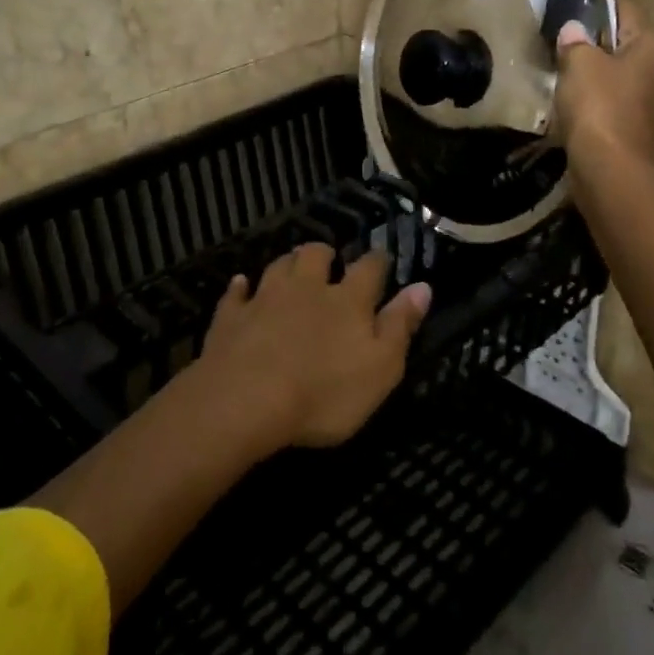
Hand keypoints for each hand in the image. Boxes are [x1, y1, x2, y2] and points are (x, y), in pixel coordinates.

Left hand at [193, 244, 431, 448]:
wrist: (246, 400)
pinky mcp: (230, 317)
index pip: (369, 269)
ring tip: (292, 266)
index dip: (377, 261)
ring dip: (288, 264)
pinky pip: (236, 294)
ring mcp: (264, 299)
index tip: (381, 259)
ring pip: (278, 266)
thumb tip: (423, 287)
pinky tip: (241, 286)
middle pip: (316, 256)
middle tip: (328, 260)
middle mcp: (306, 288)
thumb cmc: (324, 393)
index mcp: (348, 301)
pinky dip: (240, 288)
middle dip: (324, 254)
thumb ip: (400, 326)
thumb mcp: (381, 368)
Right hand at [553, 0, 653, 165]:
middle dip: (594, 39)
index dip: (595, 3)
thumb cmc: (598, 105)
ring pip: (618, 70)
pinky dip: (596, 95)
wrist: (610, 167)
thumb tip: (573, 30)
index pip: (624, 7)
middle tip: (559, 40)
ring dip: (594, 70)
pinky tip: (573, 99)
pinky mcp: (640, 122)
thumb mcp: (579, 63)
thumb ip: (574, 40)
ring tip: (562, 70)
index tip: (567, 5)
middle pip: (623, 40)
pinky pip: (615, 96)